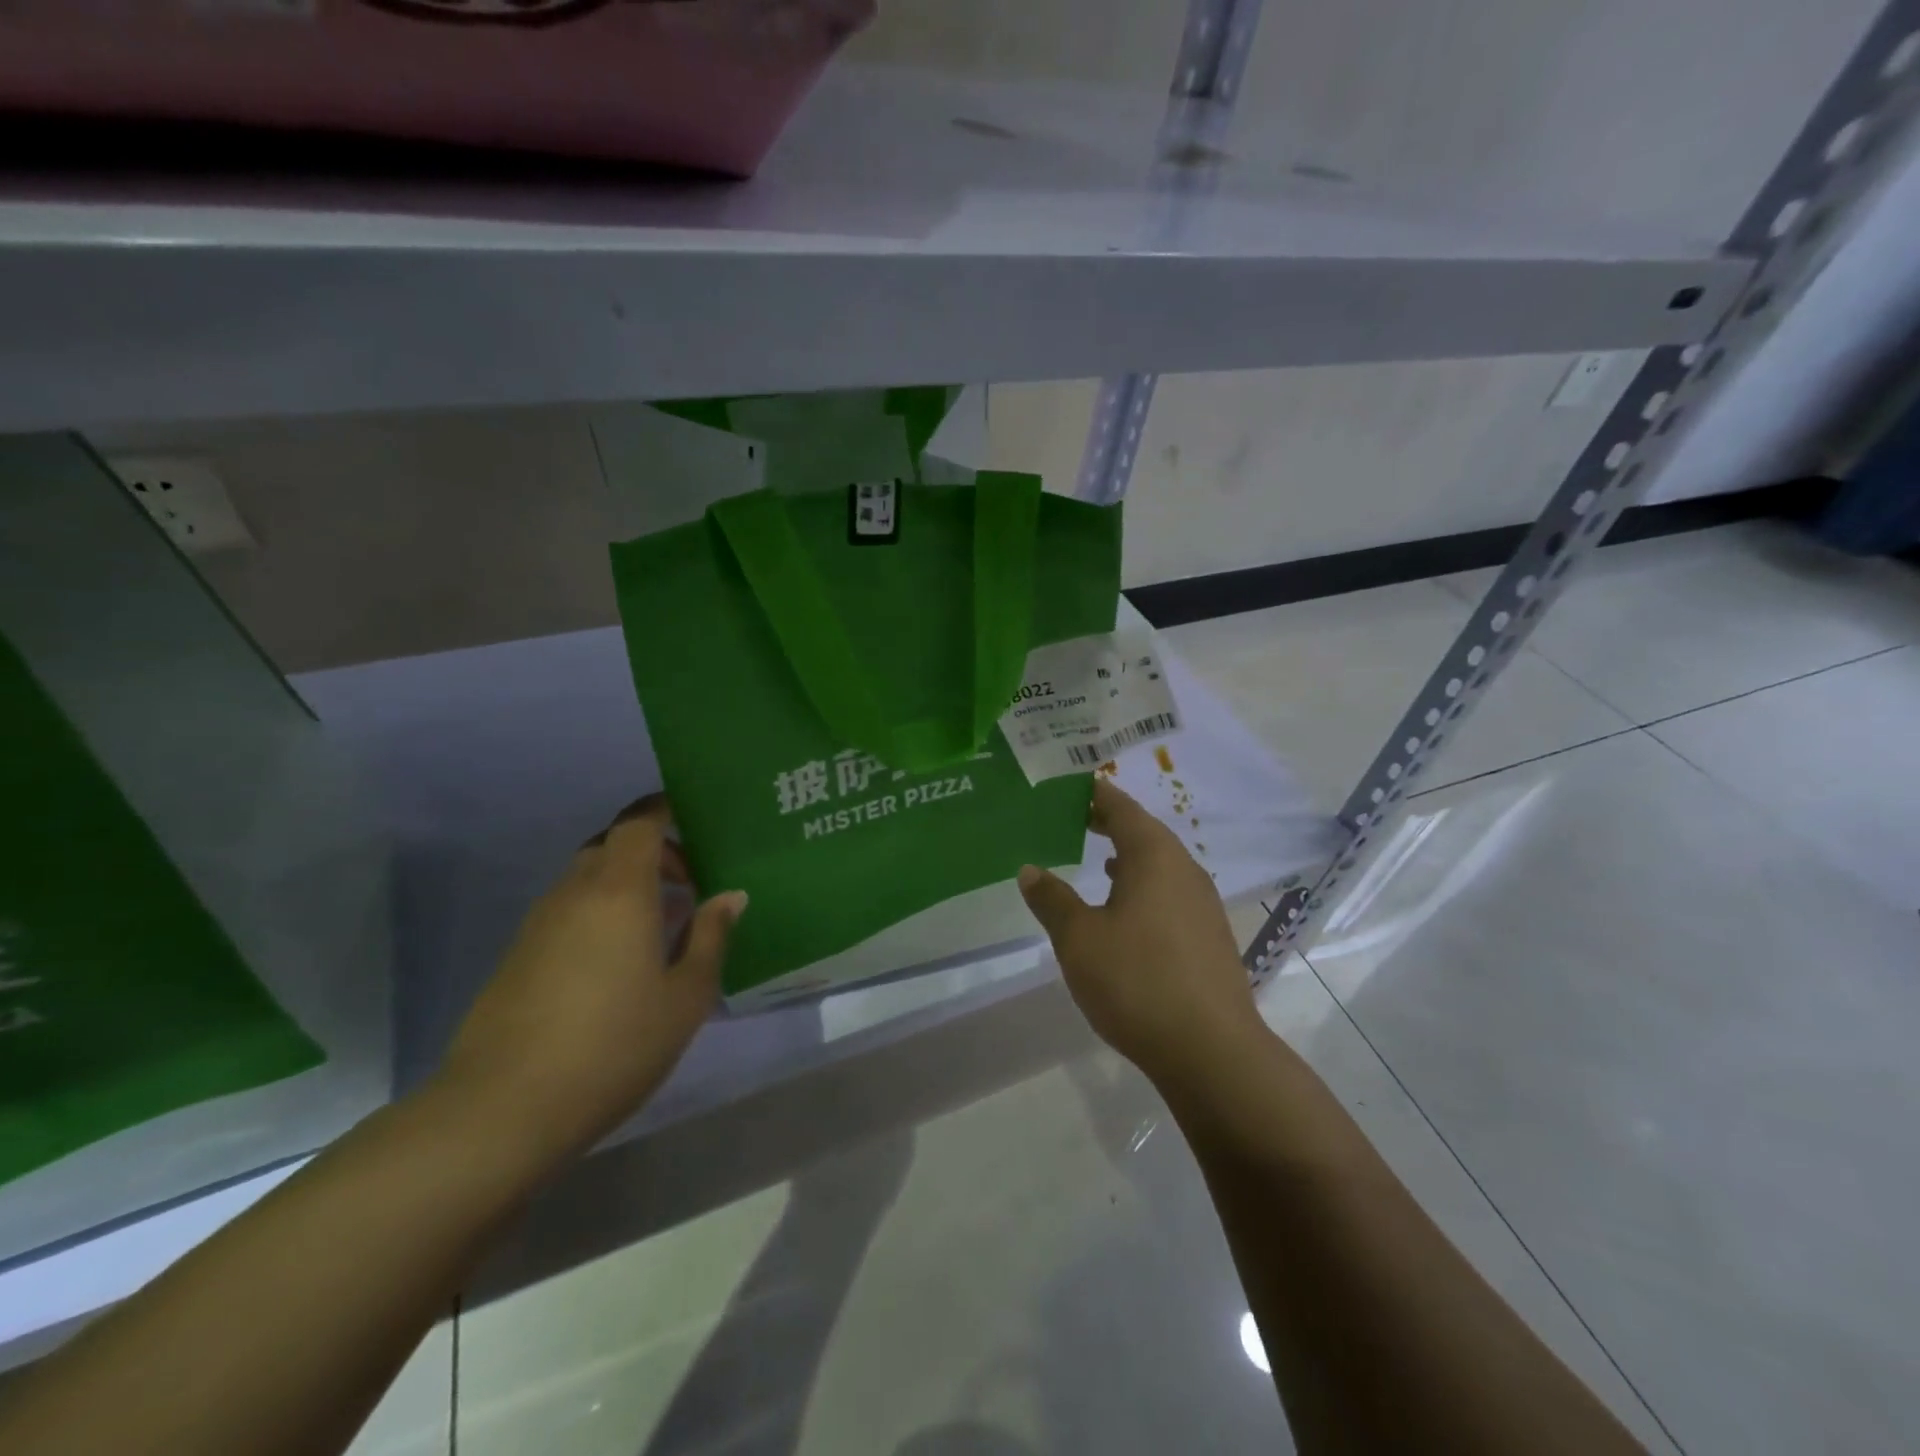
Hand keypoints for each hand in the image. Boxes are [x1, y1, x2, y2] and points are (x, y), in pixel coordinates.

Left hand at [434, 798, 744, 1161]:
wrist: (504, 1109)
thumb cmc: (614, 1044)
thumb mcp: (686, 996)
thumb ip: (711, 937)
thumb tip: (729, 897)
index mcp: (620, 890)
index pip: (638, 822)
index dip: (664, 810)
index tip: (694, 820)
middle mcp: (575, 893)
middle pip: (612, 845)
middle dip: (653, 853)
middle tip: (688, 887)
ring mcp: (539, 923)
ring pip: (588, 879)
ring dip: (626, 886)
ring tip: (660, 929)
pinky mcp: (518, 955)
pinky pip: (568, 911)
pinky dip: (600, 914)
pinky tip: (619, 962)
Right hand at [1018, 779, 1263, 1086]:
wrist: (1211, 1051)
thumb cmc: (1137, 981)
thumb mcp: (1079, 939)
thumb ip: (1053, 900)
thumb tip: (1031, 870)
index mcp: (1154, 857)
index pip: (1121, 808)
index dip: (1094, 794)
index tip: (1069, 786)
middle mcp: (1184, 870)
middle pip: (1144, 832)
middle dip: (1109, 822)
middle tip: (1073, 818)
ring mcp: (1202, 904)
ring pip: (1159, 864)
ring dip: (1128, 855)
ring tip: (1096, 856)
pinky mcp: (1209, 936)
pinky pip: (1170, 892)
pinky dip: (1143, 886)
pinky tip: (1125, 909)